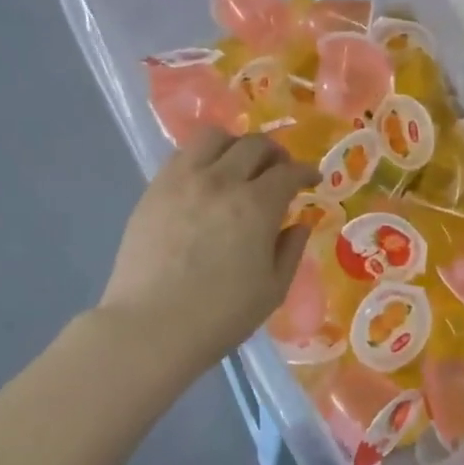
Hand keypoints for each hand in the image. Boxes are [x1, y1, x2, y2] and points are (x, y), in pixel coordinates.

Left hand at [100, 130, 318, 360]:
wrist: (150, 327)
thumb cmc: (220, 316)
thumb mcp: (272, 290)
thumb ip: (290, 250)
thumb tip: (300, 224)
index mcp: (256, 206)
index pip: (288, 172)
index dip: (306, 171)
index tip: (313, 178)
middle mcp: (221, 181)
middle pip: (254, 145)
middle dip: (275, 153)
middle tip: (280, 170)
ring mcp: (182, 181)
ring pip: (214, 137)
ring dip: (235, 145)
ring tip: (239, 165)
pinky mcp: (154, 189)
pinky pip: (182, 154)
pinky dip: (203, 157)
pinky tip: (206, 178)